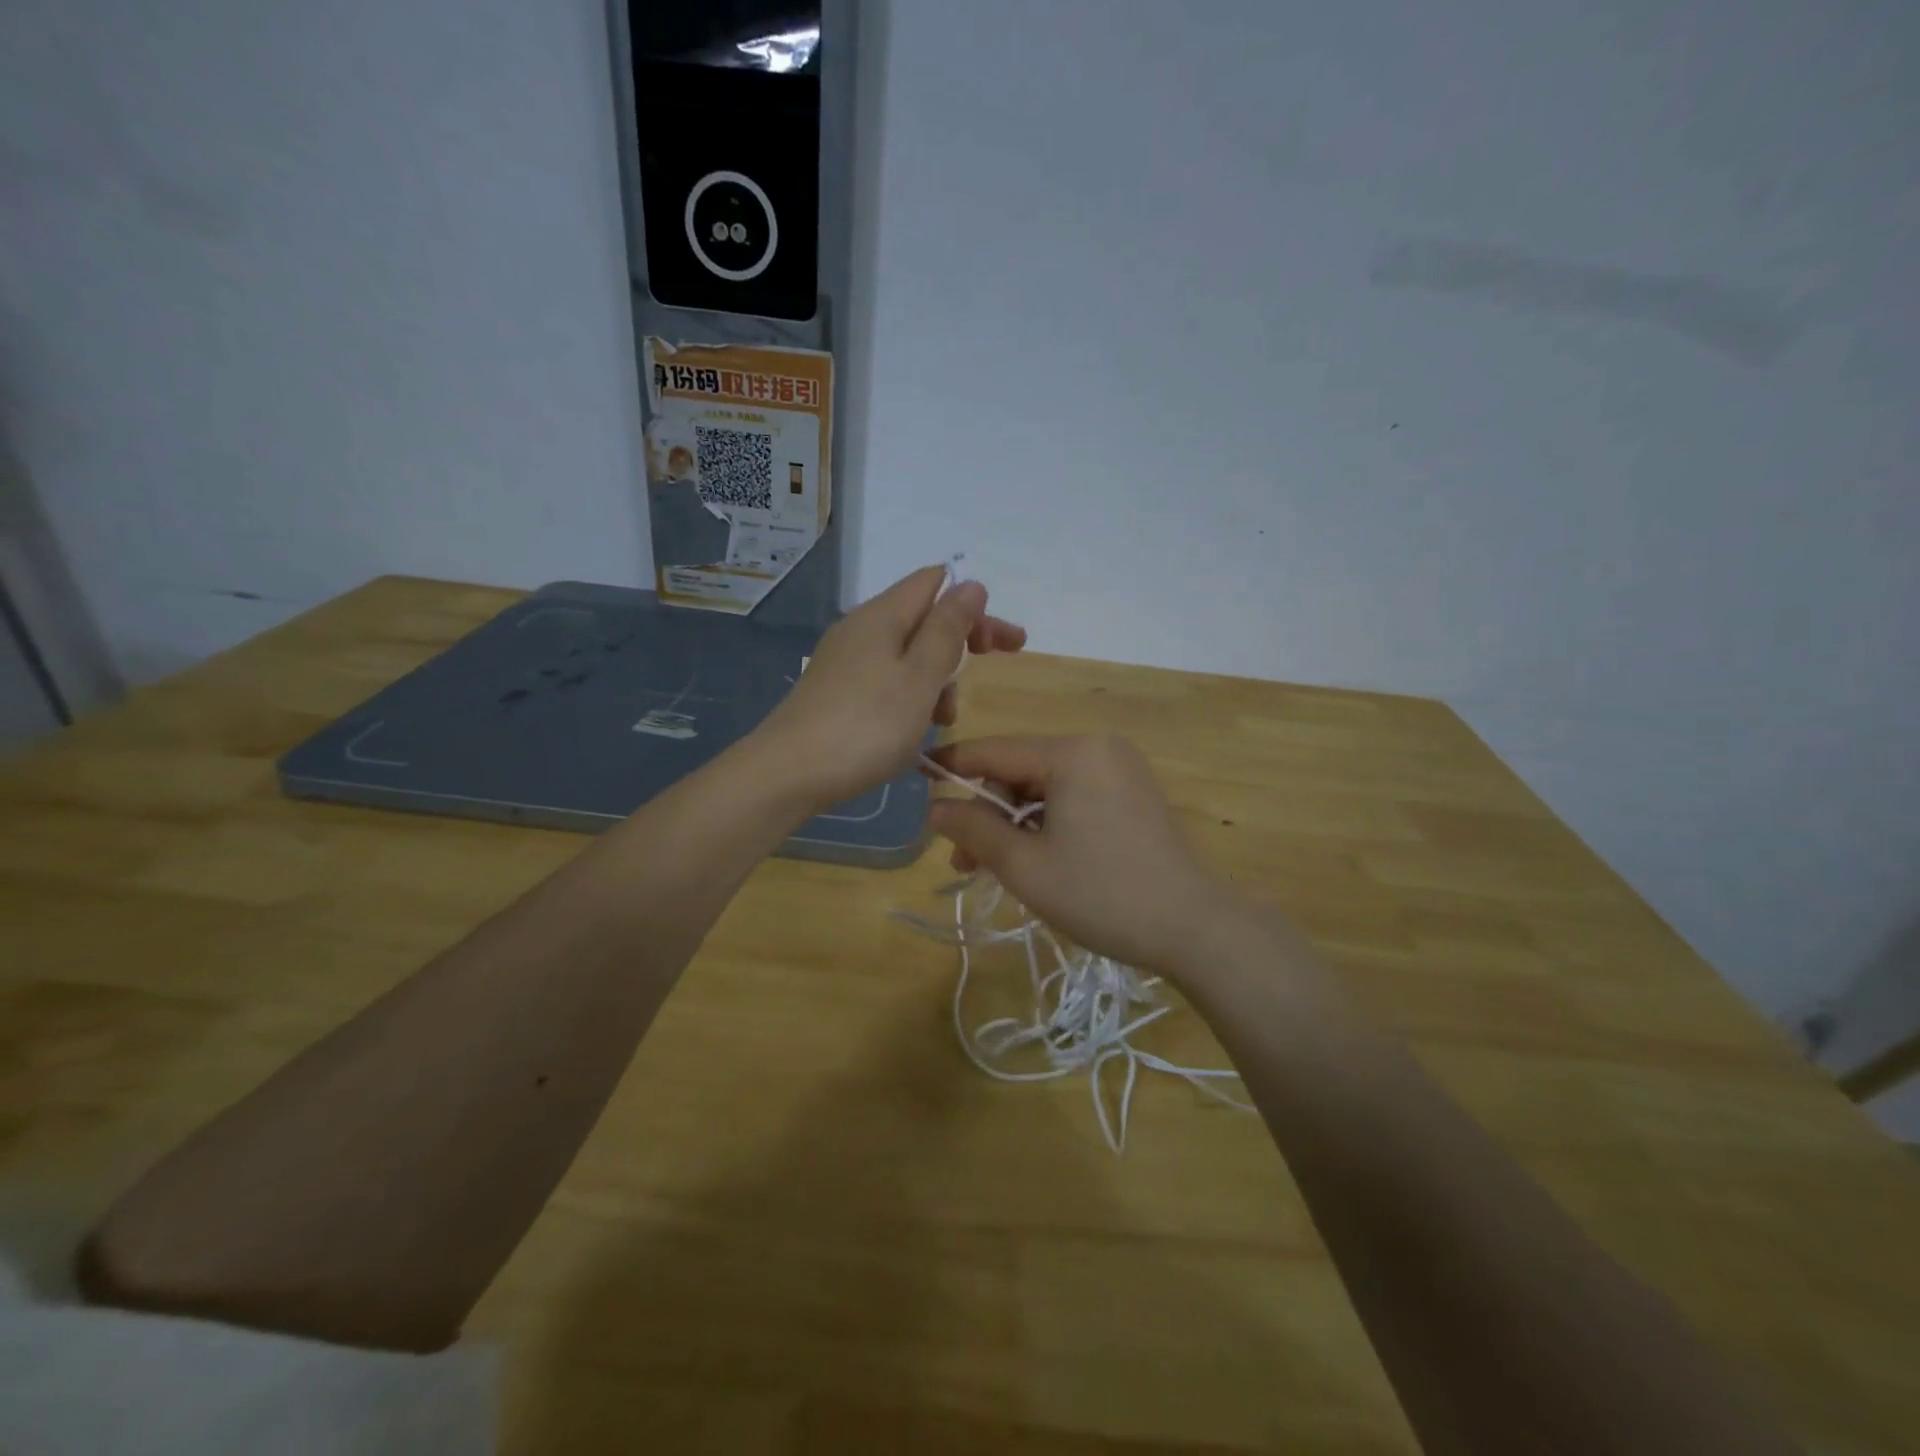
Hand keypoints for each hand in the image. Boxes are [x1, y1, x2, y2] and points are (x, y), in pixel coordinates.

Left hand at [757, 566, 1025, 812]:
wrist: (788, 774)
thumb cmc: (866, 726)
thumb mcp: (920, 678)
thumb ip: (947, 630)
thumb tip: (971, 584)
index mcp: (882, 616)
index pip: (936, 583)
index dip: (975, 605)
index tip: (1006, 642)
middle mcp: (861, 628)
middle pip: (923, 618)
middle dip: (963, 641)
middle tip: (996, 665)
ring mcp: (845, 660)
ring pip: (907, 654)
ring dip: (937, 677)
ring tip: (944, 718)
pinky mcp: (837, 690)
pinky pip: (887, 679)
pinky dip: (911, 696)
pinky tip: (914, 729)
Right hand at [926, 735, 1246, 976]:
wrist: (1196, 928)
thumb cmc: (1103, 894)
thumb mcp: (1026, 866)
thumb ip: (975, 830)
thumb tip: (934, 807)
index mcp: (1072, 752)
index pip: (994, 751)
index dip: (951, 767)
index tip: (914, 778)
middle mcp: (1097, 748)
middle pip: (1020, 771)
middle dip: (987, 813)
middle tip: (963, 862)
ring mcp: (1119, 771)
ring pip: (1045, 788)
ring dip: (1015, 825)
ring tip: (995, 870)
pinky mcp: (1132, 795)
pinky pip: (1072, 798)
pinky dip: (1047, 825)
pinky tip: (1035, 860)